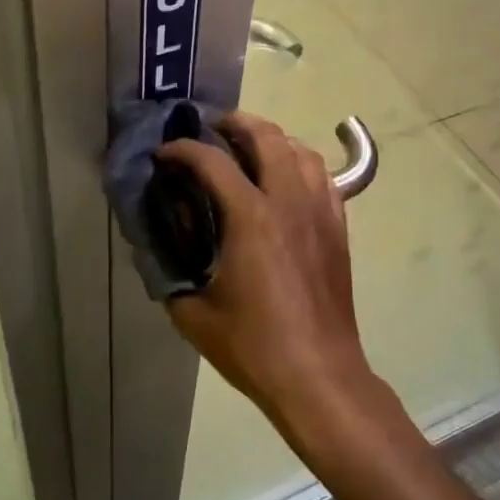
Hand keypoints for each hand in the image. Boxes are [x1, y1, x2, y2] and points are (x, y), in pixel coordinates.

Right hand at [157, 113, 378, 440]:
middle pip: (266, 137)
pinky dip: (301, 164)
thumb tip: (162, 247)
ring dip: (272, 139)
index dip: (181, 150)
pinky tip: (286, 179)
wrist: (319, 376)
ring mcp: (319, 212)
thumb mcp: (194, 314)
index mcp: (251, 218)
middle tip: (211, 130)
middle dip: (235, 123)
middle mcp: (288, 202)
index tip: (163, 155)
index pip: (211, 161)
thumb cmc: (254, 347)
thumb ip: (171, 272)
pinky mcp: (338, 228)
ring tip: (249, 148)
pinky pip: (324, 177)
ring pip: (301, 150)